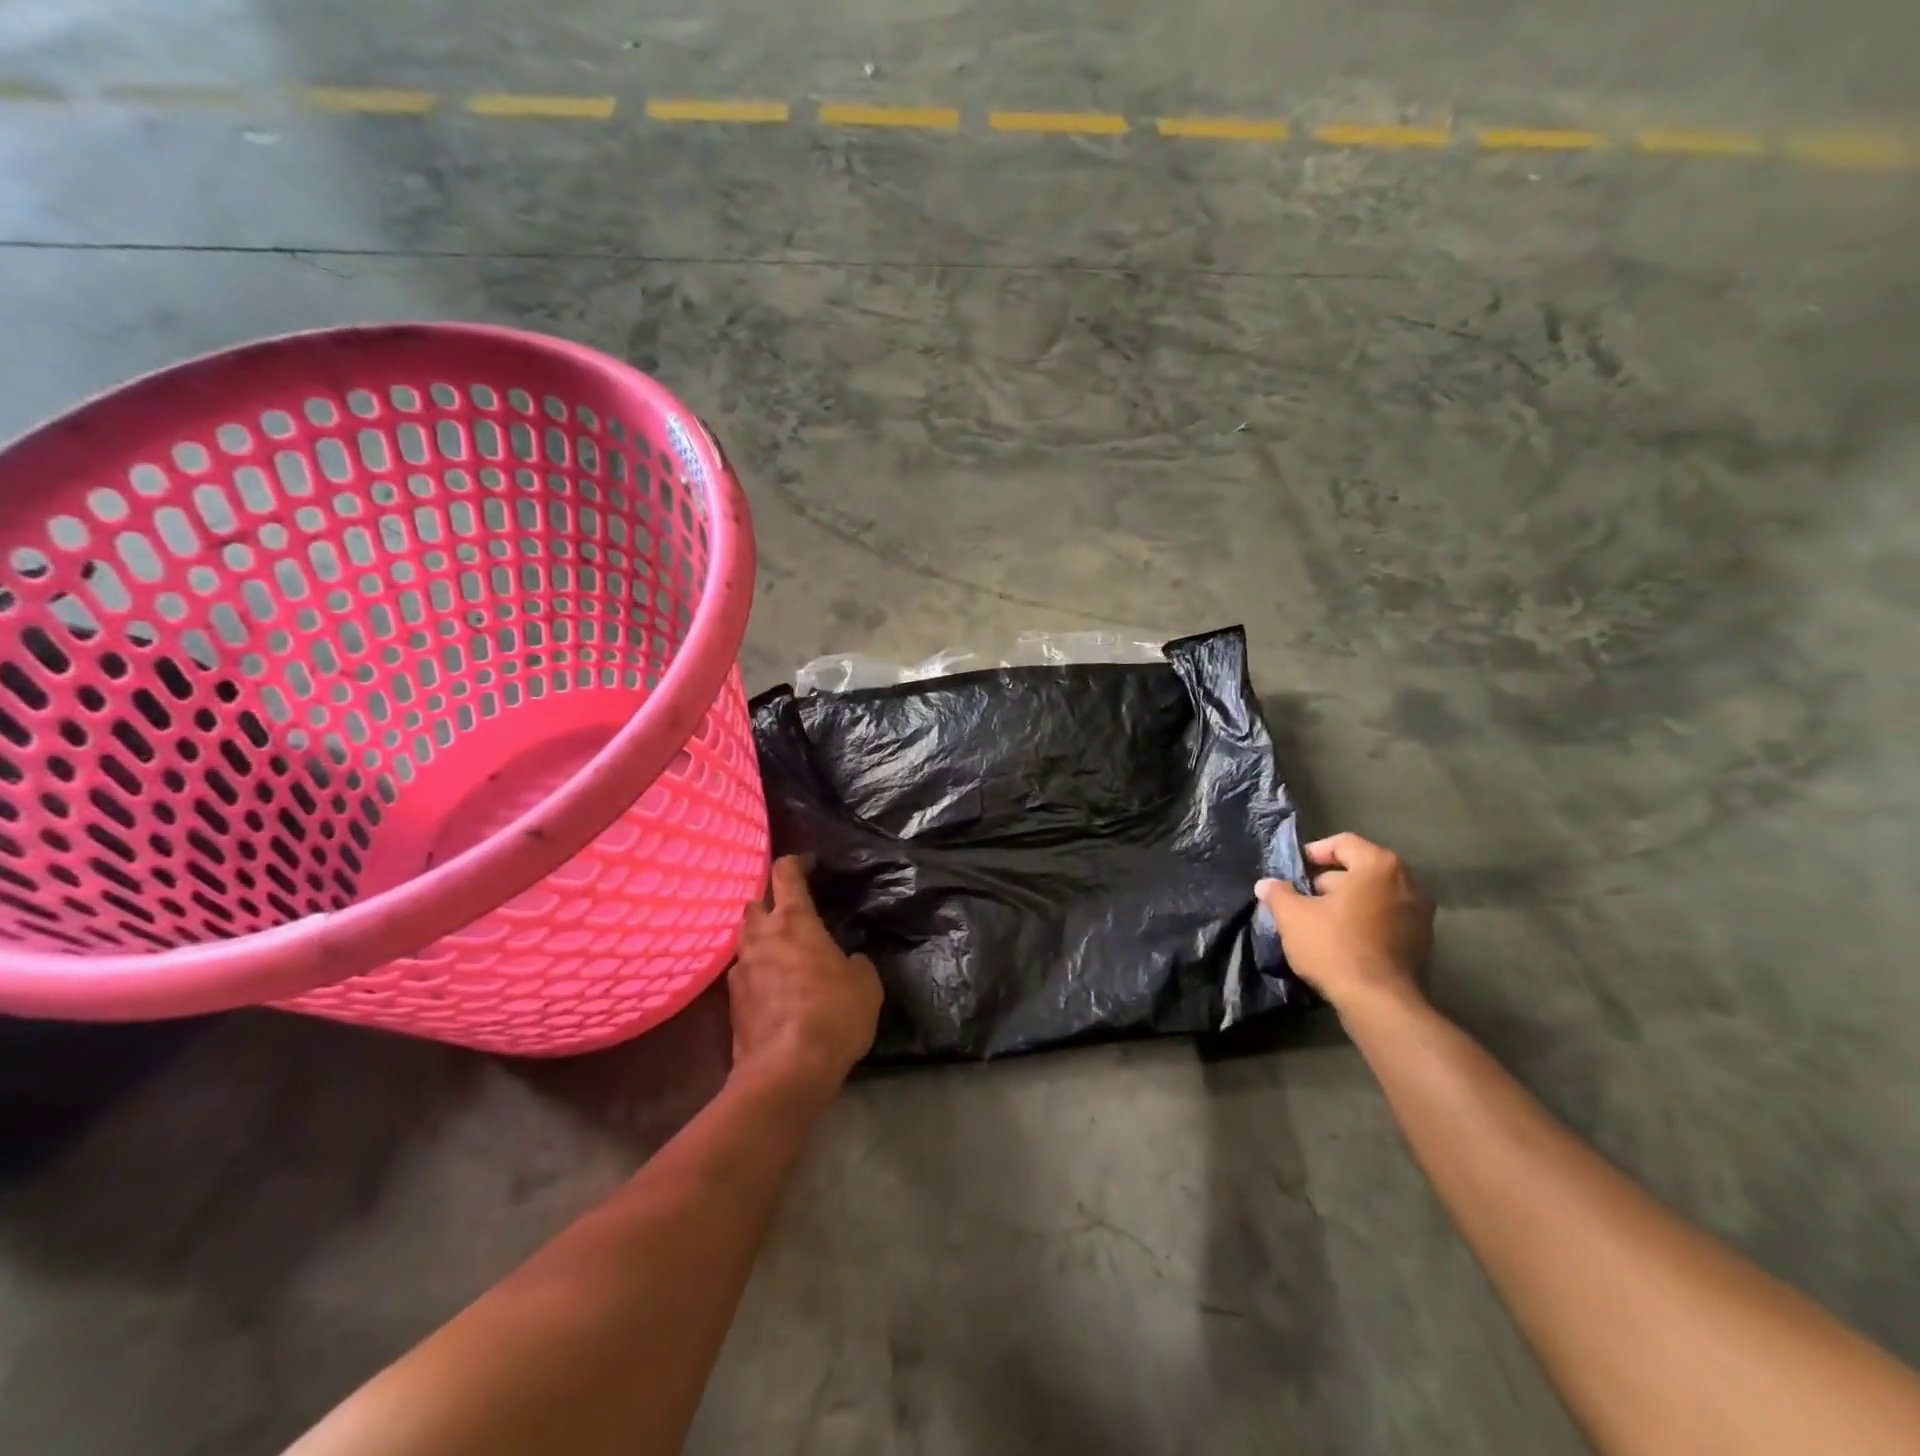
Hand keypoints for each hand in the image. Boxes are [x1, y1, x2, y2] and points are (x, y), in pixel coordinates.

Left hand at [728, 857, 882, 1101]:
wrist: (785, 1071)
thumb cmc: (832, 1014)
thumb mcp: (865, 984)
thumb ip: (855, 962)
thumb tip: (847, 961)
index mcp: (793, 921)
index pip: (785, 873)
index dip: (797, 862)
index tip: (809, 864)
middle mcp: (760, 937)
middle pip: (755, 902)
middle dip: (771, 900)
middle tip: (793, 911)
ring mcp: (740, 969)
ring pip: (746, 937)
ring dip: (762, 936)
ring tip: (784, 949)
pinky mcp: (731, 1002)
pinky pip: (744, 971)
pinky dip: (758, 970)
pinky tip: (774, 987)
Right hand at [1256, 832, 1433, 1015]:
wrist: (1381, 1004)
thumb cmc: (1335, 946)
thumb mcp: (1293, 917)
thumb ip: (1278, 894)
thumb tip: (1266, 884)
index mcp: (1379, 866)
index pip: (1343, 843)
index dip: (1315, 852)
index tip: (1295, 870)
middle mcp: (1408, 883)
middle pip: (1361, 870)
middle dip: (1330, 881)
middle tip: (1304, 898)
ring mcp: (1421, 915)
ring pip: (1375, 896)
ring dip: (1348, 903)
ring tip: (1320, 922)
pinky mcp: (1423, 943)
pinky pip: (1388, 920)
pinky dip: (1366, 923)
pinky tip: (1343, 942)